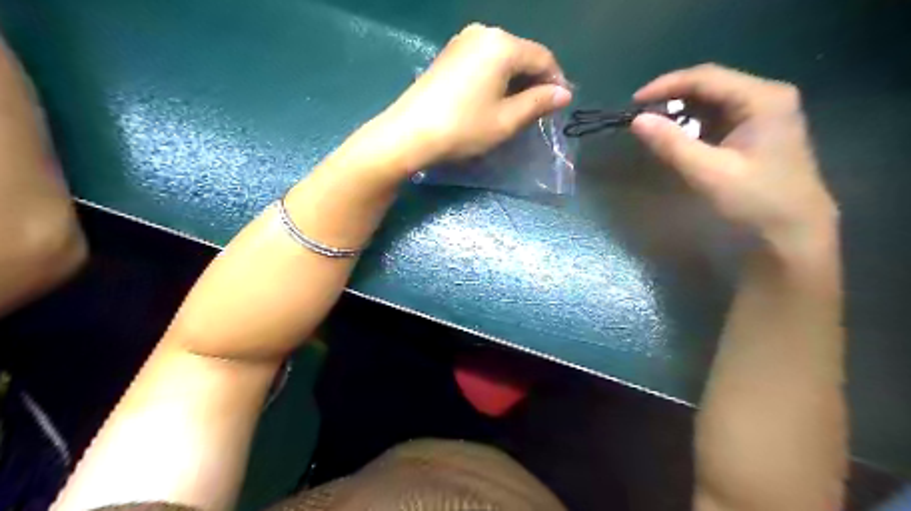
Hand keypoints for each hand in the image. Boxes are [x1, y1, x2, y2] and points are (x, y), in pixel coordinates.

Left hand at [369, 21, 566, 169]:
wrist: (409, 133)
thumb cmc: (463, 128)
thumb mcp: (507, 120)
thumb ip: (538, 103)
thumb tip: (564, 93)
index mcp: (502, 45)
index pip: (542, 58)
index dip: (556, 81)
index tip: (560, 106)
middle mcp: (483, 33)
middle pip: (522, 54)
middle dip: (535, 80)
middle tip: (539, 110)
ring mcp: (462, 41)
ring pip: (503, 57)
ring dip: (515, 80)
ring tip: (517, 107)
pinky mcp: (448, 54)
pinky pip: (484, 60)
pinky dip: (496, 77)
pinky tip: (493, 98)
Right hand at [631, 64, 835, 255]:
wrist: (793, 232)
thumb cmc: (755, 200)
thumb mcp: (709, 173)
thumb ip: (672, 144)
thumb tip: (637, 121)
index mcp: (762, 98)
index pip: (705, 77)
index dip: (666, 85)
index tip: (634, 103)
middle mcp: (766, 96)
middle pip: (710, 85)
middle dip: (672, 98)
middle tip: (640, 116)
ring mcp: (763, 113)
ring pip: (712, 101)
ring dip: (681, 112)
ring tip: (653, 127)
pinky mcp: (756, 131)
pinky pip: (717, 118)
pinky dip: (693, 125)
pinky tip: (677, 138)